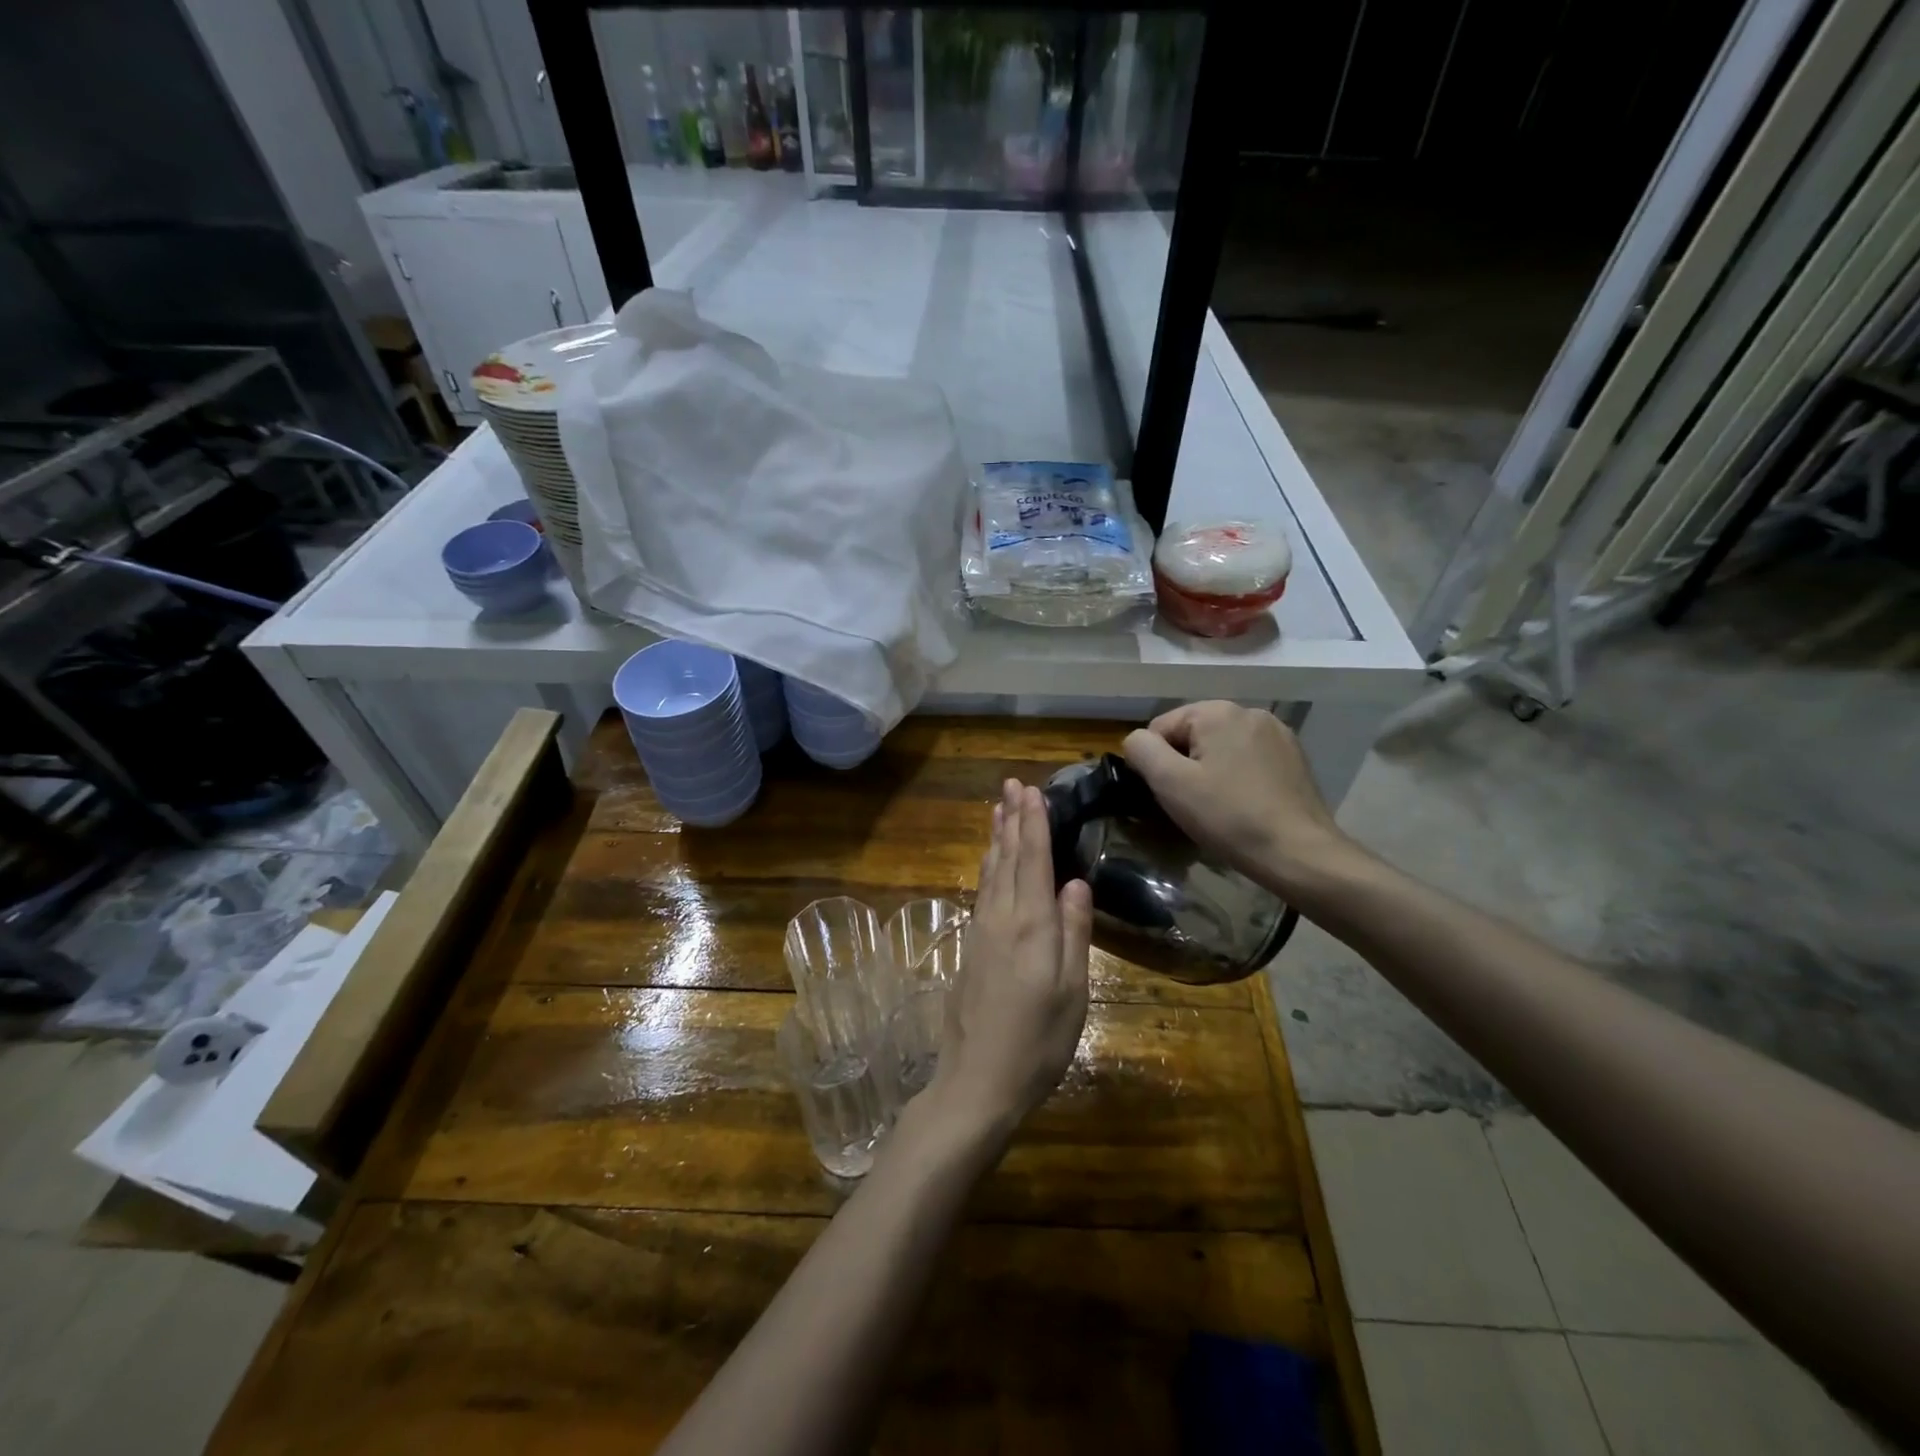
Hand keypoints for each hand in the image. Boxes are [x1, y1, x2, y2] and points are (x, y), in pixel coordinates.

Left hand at [928, 780, 1091, 1142]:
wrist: (977, 1081)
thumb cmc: (1037, 1041)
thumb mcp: (1073, 991)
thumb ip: (1073, 931)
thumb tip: (1075, 882)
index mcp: (1031, 925)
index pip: (1033, 860)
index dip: (1034, 823)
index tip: (1032, 790)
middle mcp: (1001, 918)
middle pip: (1008, 858)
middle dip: (1012, 819)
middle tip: (1012, 785)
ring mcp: (981, 931)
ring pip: (991, 871)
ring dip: (997, 837)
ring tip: (999, 809)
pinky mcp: (971, 947)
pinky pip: (982, 891)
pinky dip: (988, 866)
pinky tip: (990, 862)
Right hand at [1122, 701, 1362, 899]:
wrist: (1298, 852)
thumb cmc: (1228, 816)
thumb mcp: (1170, 783)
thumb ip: (1142, 750)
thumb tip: (1136, 741)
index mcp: (1217, 711)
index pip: (1161, 727)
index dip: (1155, 762)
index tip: (1166, 794)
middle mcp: (1249, 711)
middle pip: (1193, 734)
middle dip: (1184, 764)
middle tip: (1190, 803)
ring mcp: (1277, 733)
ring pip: (1221, 747)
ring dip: (1210, 770)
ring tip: (1217, 806)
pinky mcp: (1293, 756)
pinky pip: (1248, 758)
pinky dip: (1237, 776)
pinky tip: (1243, 803)